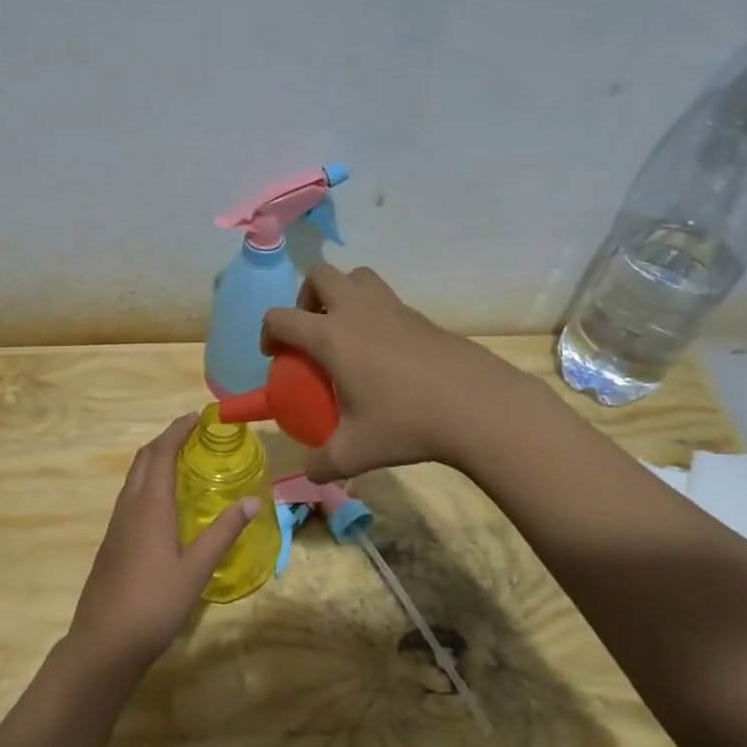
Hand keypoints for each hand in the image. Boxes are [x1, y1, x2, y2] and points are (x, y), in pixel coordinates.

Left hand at [67, 414, 260, 675]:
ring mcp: (116, 525)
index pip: (161, 453)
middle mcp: (129, 507)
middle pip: (143, 460)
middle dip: (165, 440)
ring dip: (154, 460)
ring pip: (134, 478)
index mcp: (150, 506)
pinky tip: (164, 503)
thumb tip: (253, 502)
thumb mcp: (197, 569)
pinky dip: (148, 483)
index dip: (177, 430)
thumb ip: (224, 532)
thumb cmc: (155, 603)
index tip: (196, 417)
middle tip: (192, 435)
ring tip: (182, 461)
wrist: (104, 642)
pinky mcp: (112, 542)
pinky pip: (130, 497)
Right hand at [260, 264, 513, 481]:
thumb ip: (323, 464)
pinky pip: (387, 300)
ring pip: (358, 277)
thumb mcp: (355, 453)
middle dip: (305, 297)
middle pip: (320, 275)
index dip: (268, 333)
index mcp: (332, 336)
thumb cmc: (406, 423)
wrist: (478, 406)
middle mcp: (358, 311)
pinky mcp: (421, 317)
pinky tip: (384, 355)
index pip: (282, 317)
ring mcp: (393, 308)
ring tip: (345, 333)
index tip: (275, 357)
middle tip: (310, 332)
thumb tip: (311, 472)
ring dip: (342, 294)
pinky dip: (374, 314)